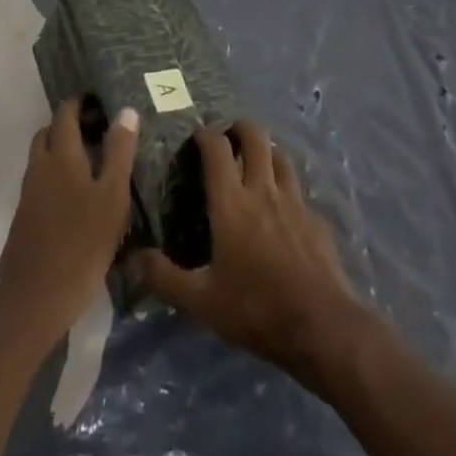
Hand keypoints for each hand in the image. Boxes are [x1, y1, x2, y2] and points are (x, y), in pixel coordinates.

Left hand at [0, 99, 139, 351]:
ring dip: (61, 151)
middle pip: (49, 133)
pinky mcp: (25, 219)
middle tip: (98, 131)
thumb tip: (126, 111)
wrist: (33, 300)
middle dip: (68, 125)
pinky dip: (56, 176)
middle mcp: (39, 167)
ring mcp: (28, 194)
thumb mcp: (112, 198)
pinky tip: (77, 198)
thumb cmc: (81, 244)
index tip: (100, 102)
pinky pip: (40, 183)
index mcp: (61, 155)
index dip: (80, 103)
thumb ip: (119, 152)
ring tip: (92, 164)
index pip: (65, 114)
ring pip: (43, 158)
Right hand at [132, 120, 373, 390]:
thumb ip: (165, 278)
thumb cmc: (256, 309)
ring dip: (266, 151)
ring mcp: (294, 201)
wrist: (322, 327)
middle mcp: (263, 190)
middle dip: (240, 128)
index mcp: (231, 202)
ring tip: (256, 163)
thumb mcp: (201, 302)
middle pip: (255, 136)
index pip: (217, 148)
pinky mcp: (316, 219)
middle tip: (229, 138)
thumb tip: (134, 258)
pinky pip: (298, 190)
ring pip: (280, 156)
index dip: (205, 135)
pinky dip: (286, 188)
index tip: (197, 137)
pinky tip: (283, 209)